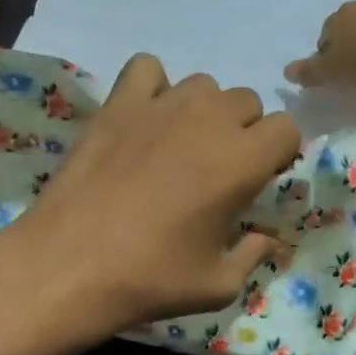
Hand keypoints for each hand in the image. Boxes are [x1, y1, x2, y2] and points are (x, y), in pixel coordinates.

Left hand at [11, 54, 300, 329]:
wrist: (69, 266)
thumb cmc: (151, 278)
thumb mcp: (219, 285)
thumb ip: (253, 254)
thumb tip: (266, 239)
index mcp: (242, 161)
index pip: (286, 128)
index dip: (279, 152)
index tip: (260, 178)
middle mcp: (208, 120)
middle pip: (247, 101)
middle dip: (244, 130)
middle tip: (218, 168)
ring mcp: (160, 106)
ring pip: (202, 85)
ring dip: (203, 110)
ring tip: (180, 145)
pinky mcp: (118, 104)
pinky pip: (147, 69)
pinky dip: (153, 87)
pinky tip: (145, 119)